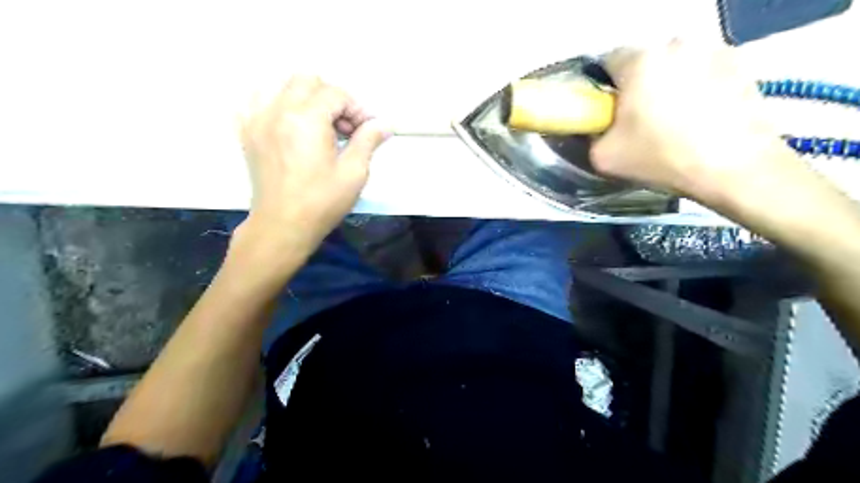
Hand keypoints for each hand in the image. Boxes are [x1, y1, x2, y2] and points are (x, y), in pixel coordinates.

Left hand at [239, 74, 391, 258]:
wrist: (283, 226)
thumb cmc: (322, 202)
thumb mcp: (354, 173)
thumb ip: (368, 141)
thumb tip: (384, 124)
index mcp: (306, 119)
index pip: (336, 94)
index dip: (357, 108)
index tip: (366, 130)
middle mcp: (277, 110)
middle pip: (307, 80)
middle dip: (331, 98)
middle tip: (342, 126)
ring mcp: (256, 119)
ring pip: (279, 84)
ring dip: (303, 97)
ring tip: (316, 123)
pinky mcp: (246, 132)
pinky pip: (255, 100)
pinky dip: (275, 103)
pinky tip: (287, 123)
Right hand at [591, 41, 798, 203]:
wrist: (734, 168)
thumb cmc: (662, 158)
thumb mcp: (604, 157)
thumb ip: (591, 136)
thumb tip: (597, 128)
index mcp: (639, 62)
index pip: (607, 62)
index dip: (603, 88)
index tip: (608, 111)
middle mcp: (676, 45)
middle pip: (644, 63)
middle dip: (637, 86)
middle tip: (640, 120)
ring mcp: (712, 50)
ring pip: (674, 66)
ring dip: (667, 86)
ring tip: (673, 121)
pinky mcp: (740, 64)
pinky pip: (703, 72)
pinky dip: (696, 89)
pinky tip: (699, 118)